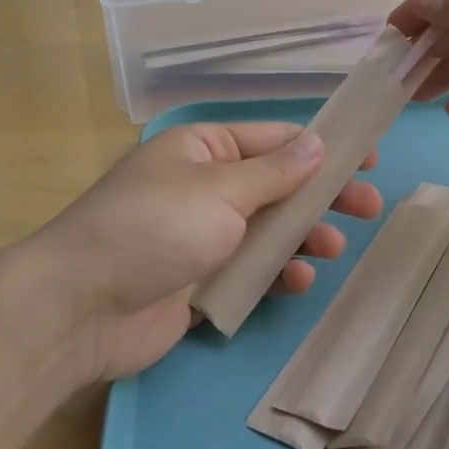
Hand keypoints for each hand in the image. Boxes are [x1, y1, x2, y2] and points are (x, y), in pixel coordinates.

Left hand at [22, 123, 380, 382]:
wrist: (81, 308)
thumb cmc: (153, 228)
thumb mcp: (220, 190)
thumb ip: (275, 172)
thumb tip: (317, 141)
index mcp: (202, 150)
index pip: (272, 140)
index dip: (320, 147)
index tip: (365, 157)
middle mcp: (203, 188)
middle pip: (276, 186)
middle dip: (320, 196)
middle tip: (368, 207)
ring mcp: (201, 237)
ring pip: (267, 231)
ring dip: (302, 237)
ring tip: (333, 247)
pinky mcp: (199, 282)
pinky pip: (249, 271)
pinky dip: (275, 273)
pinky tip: (297, 281)